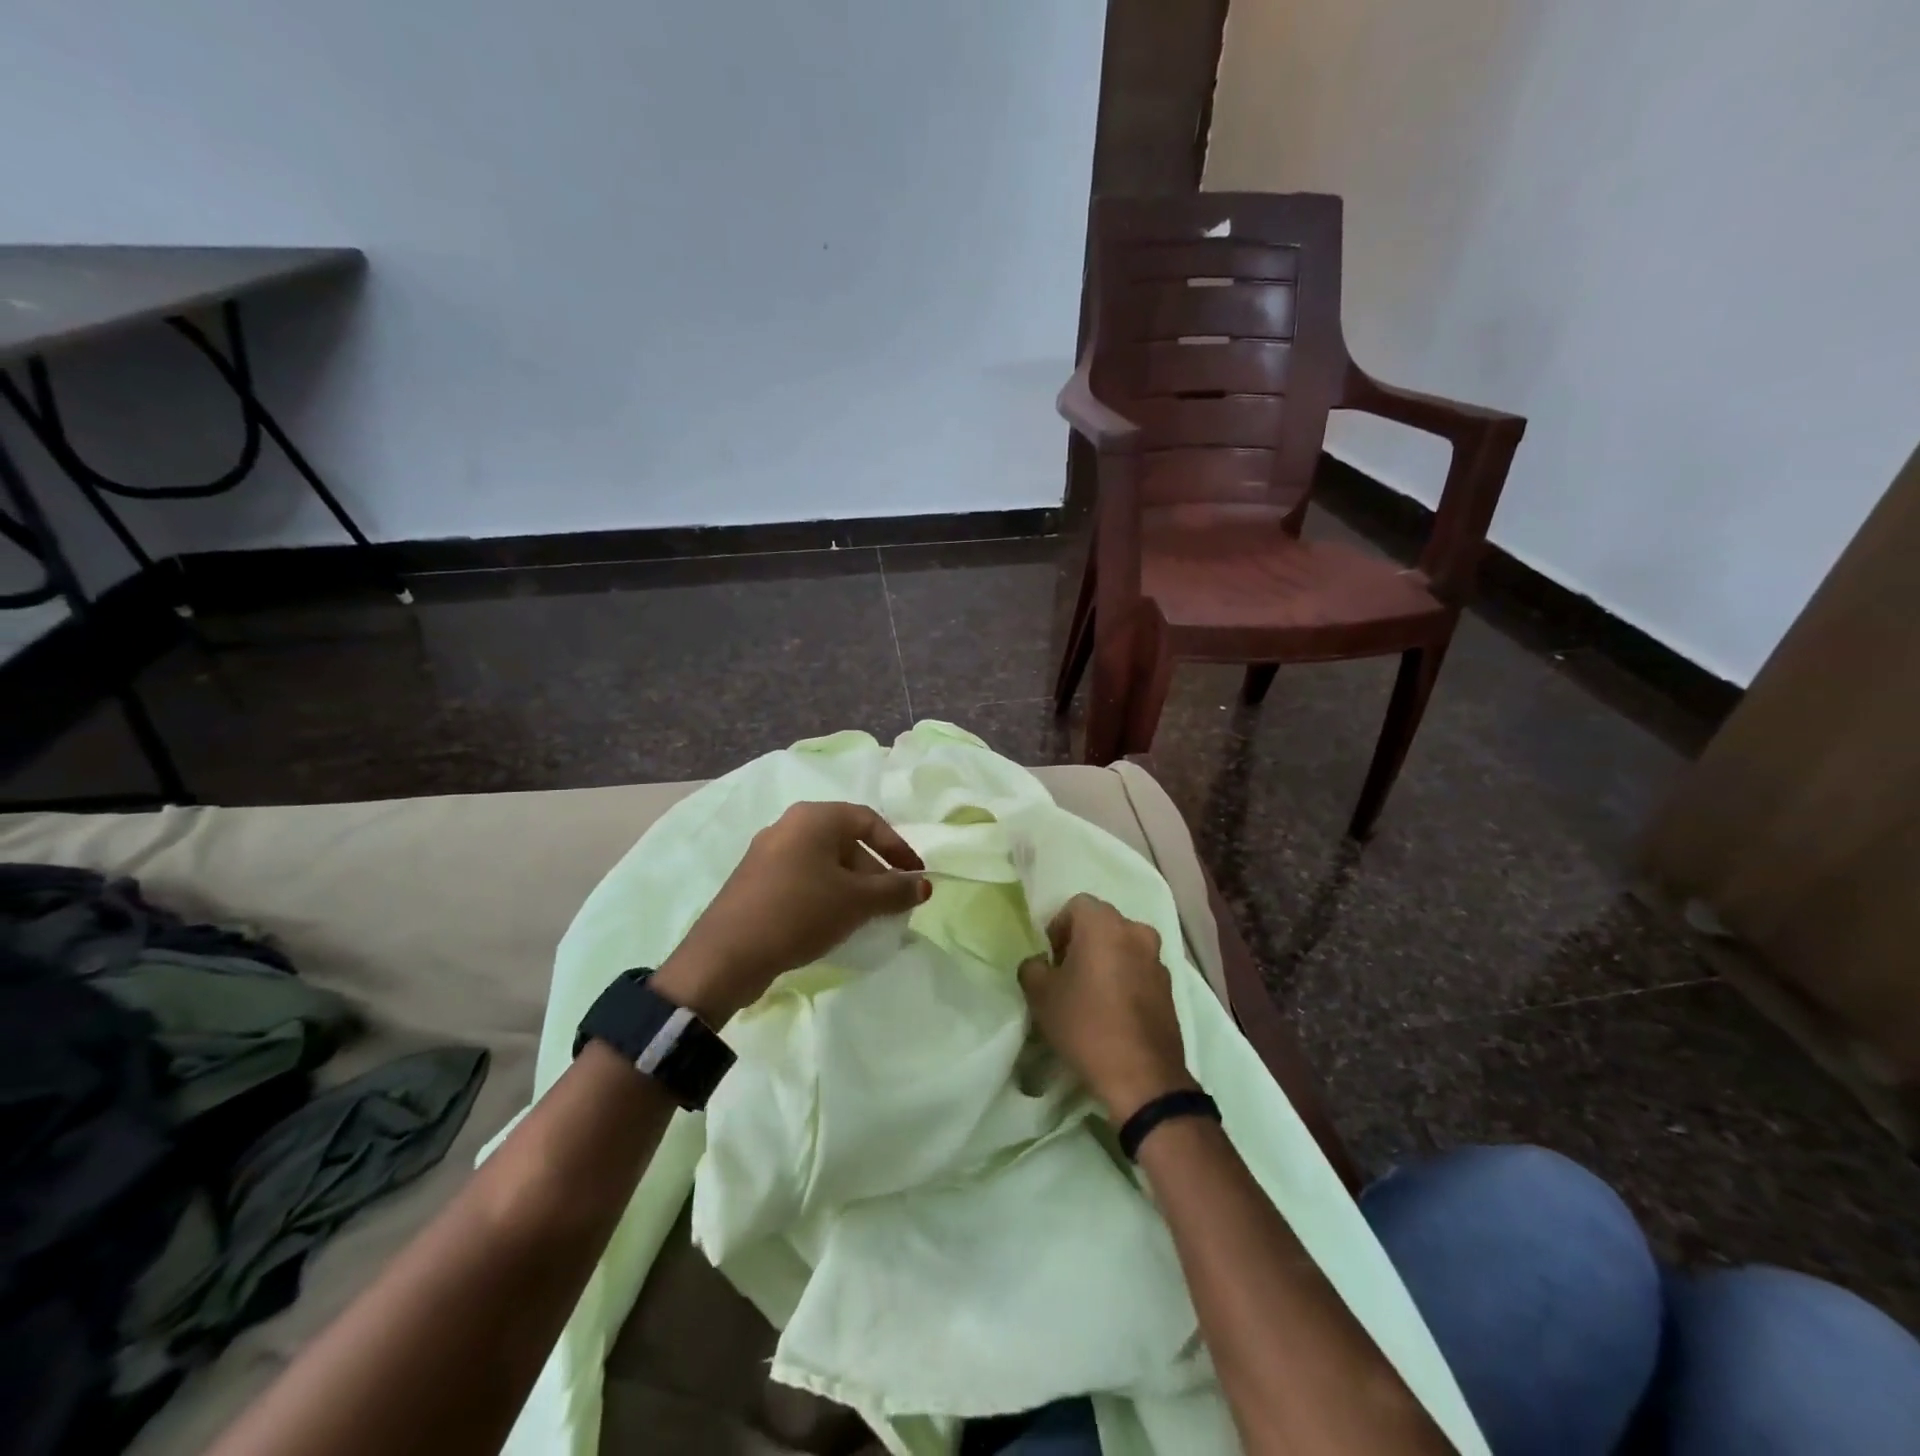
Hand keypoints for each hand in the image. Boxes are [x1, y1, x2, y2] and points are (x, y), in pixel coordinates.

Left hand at [654, 801, 927, 1022]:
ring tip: (866, 917)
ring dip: (852, 886)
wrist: (727, 954)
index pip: (869, 820)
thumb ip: (895, 890)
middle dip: (875, 872)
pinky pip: (803, 878)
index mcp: (814, 817)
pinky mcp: (755, 881)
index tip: (916, 877)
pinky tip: (832, 922)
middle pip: (846, 841)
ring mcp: (768, 853)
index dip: (898, 848)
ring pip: (824, 862)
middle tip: (892, 903)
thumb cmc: (801, 911)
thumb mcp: (857, 901)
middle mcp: (789, 826)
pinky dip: (826, 893)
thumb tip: (924, 885)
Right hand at [1019, 894, 1195, 1122]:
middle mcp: (1136, 932)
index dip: (1058, 928)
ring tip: (1091, 995)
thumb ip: (1032, 967)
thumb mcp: (1040, 995)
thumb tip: (1041, 964)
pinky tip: (1112, 1011)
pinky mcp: (1169, 988)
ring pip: (1123, 947)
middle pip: (1102, 924)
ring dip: (1106, 960)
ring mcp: (1157, 960)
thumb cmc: (1085, 1024)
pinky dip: (1124, 979)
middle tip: (1067, 975)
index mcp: (1105, 924)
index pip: (1076, 905)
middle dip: (1082, 942)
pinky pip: (1139, 970)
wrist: (1142, 1076)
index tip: (1051, 959)